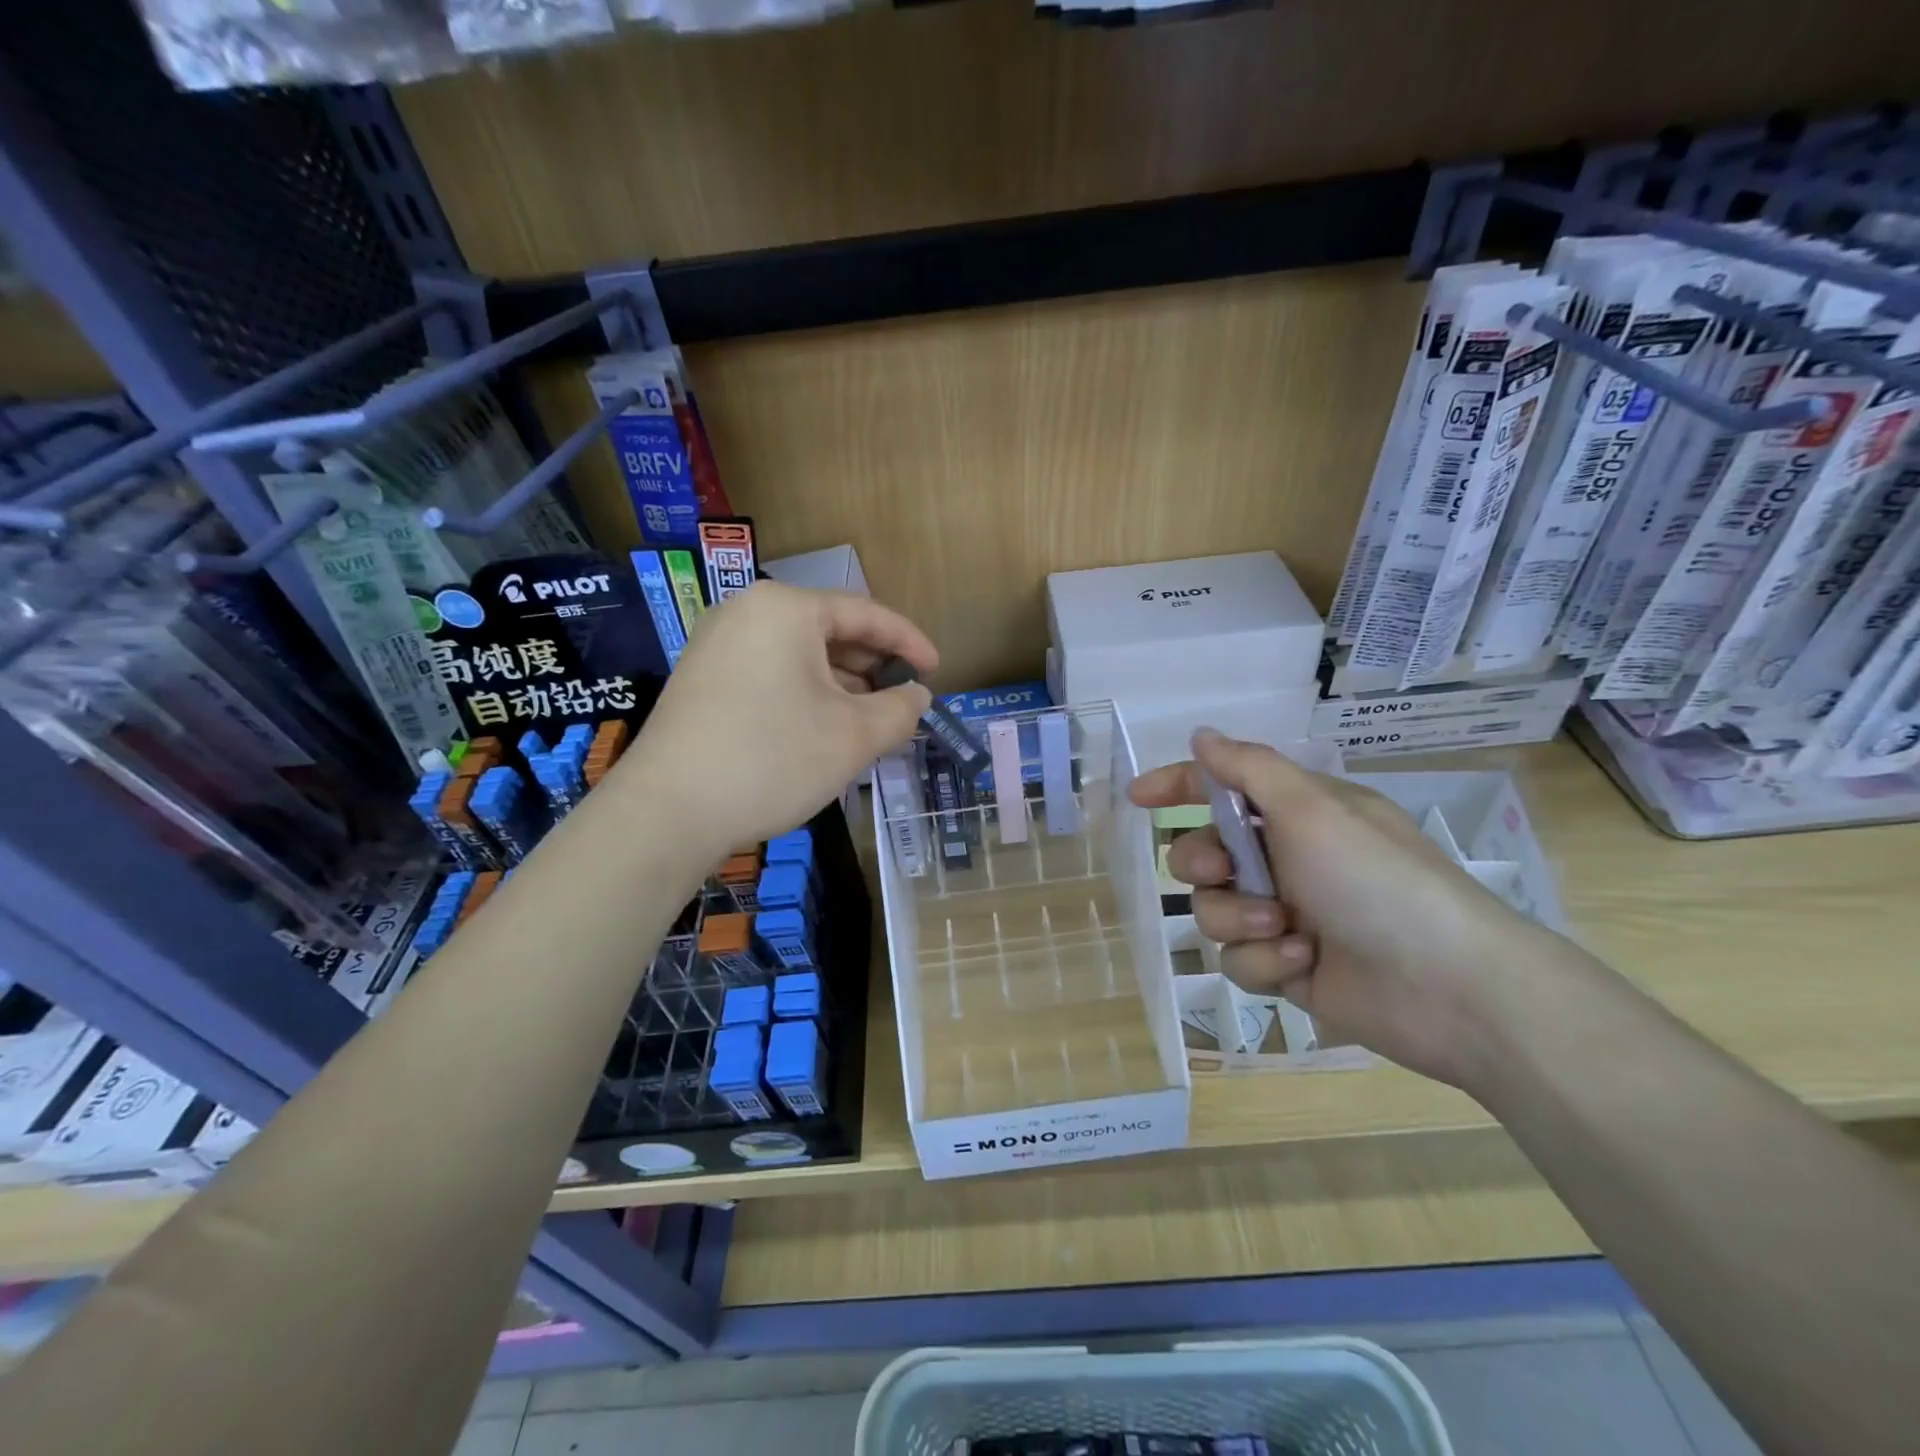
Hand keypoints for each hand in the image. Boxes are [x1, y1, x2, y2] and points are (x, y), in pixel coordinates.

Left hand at [612, 581, 934, 860]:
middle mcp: (747, 611)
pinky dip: (805, 692)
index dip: (909, 642)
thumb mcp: (853, 737)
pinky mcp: (702, 677)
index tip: (936, 671)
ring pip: (799, 654)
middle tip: (902, 701)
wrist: (668, 812)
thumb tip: (917, 697)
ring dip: (841, 684)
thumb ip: (899, 710)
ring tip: (868, 721)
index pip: (865, 614)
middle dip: (872, 667)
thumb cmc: (772, 760)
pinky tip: (821, 728)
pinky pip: (771, 671)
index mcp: (786, 608)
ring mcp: (717, 643)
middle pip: (829, 630)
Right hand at [1129, 728, 1571, 1089]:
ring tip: (1284, 930)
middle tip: (1226, 873)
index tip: (1139, 798)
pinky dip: (1264, 960)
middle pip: (1203, 854)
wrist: (1451, 987)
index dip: (1178, 786)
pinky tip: (1302, 964)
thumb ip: (1248, 769)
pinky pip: (1239, 958)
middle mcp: (1287, 860)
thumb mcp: (1311, 809)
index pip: (1222, 788)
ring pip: (1213, 910)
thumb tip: (1202, 736)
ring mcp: (1286, 916)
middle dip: (1204, 865)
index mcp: (1296, 814)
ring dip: (1239, 919)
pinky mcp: (1287, 967)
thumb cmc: (1376, 880)